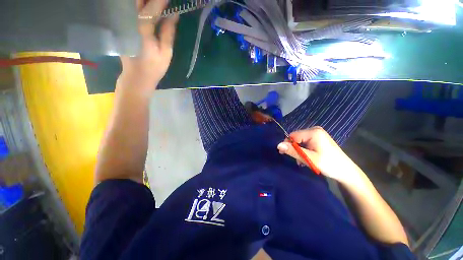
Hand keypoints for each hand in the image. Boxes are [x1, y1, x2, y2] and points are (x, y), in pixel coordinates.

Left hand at [118, 0, 178, 92]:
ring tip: (156, 5)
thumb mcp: (166, 52)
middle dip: (151, 0)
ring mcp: (124, 22)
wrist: (137, 76)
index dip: (162, 0)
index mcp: (142, 29)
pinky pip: (130, 9)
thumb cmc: (154, 66)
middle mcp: (130, 21)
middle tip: (163, 2)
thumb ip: (168, 32)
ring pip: (133, 3)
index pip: (152, 7)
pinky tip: (147, 8)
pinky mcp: (122, 25)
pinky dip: (139, 6)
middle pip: (138, 1)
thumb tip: (174, 14)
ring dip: (144, 2)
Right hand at [277, 126, 357, 181]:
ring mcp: (317, 134)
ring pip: (300, 141)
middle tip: (298, 160)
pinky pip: (305, 142)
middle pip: (296, 138)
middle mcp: (315, 130)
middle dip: (295, 149)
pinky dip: (304, 150)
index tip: (284, 154)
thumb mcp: (309, 158)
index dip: (287, 144)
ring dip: (299, 151)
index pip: (293, 135)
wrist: (346, 172)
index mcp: (313, 132)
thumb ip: (293, 151)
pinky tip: (307, 158)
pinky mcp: (319, 139)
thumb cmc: (329, 164)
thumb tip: (278, 145)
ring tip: (303, 161)